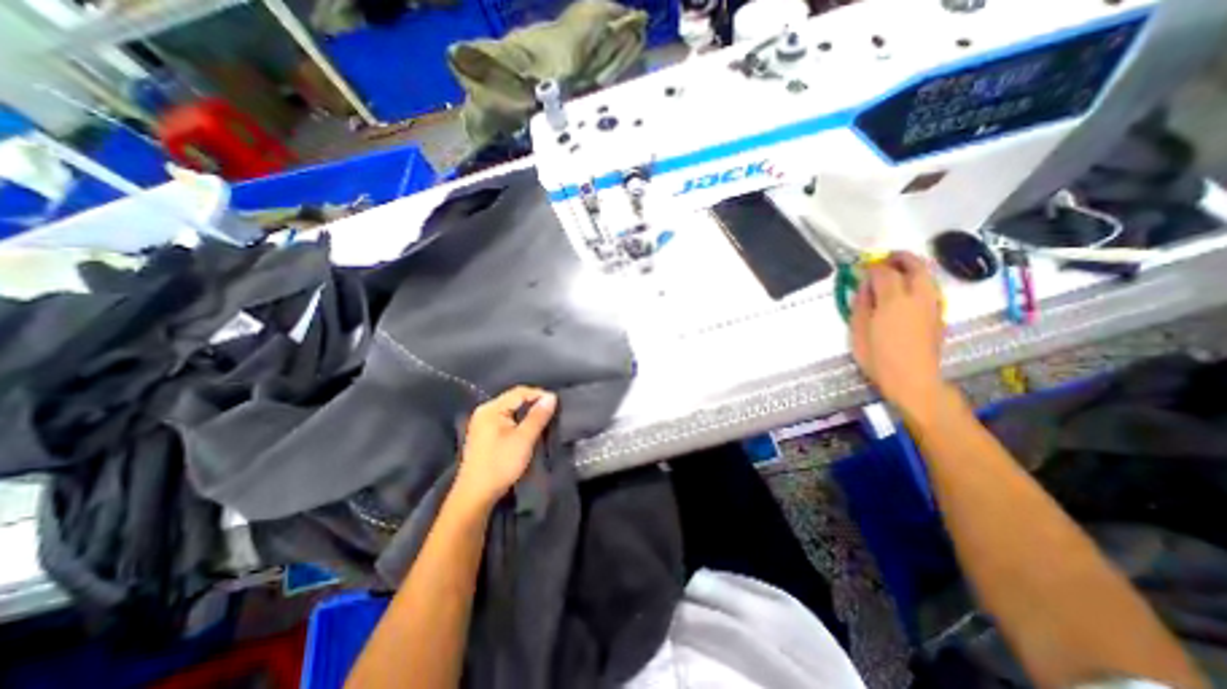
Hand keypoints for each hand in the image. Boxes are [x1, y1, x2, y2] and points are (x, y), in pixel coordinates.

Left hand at [452, 387, 560, 511]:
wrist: (476, 495)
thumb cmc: (501, 464)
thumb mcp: (524, 439)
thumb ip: (538, 416)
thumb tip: (551, 397)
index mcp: (491, 409)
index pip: (519, 392)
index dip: (539, 395)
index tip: (557, 403)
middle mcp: (484, 411)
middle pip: (514, 399)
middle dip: (534, 404)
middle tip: (552, 411)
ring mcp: (482, 423)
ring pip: (510, 410)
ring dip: (527, 414)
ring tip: (543, 420)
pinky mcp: (484, 435)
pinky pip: (505, 420)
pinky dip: (518, 422)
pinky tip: (528, 429)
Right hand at [857, 251, 946, 417]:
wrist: (913, 379)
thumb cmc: (878, 357)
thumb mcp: (859, 331)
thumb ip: (862, 304)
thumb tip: (864, 287)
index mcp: (894, 300)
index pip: (884, 272)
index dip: (872, 266)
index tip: (861, 266)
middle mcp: (918, 296)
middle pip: (915, 265)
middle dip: (899, 258)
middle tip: (884, 259)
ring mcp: (933, 305)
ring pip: (927, 275)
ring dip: (912, 268)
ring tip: (895, 273)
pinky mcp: (939, 314)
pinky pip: (930, 288)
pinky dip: (918, 281)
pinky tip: (905, 292)